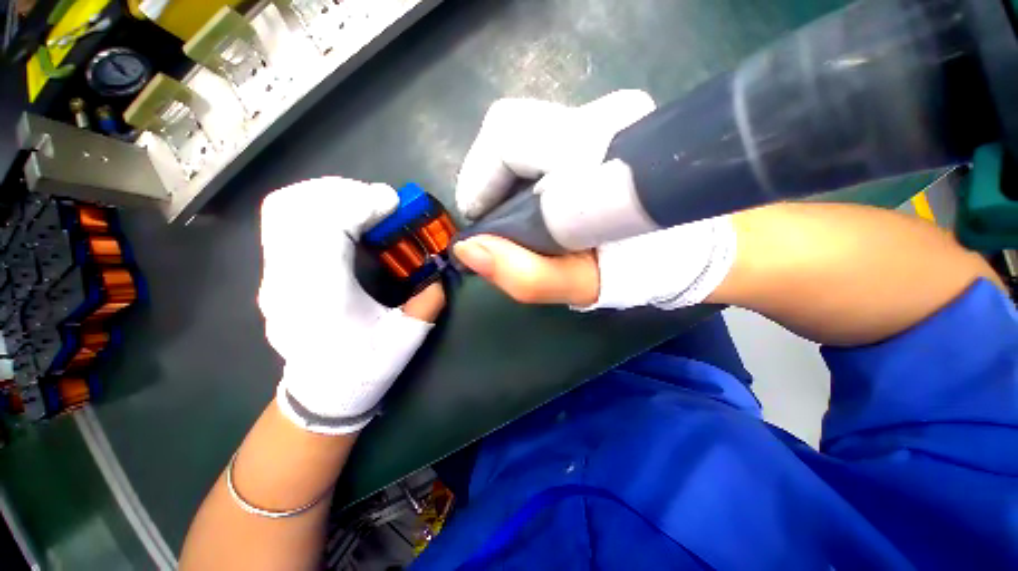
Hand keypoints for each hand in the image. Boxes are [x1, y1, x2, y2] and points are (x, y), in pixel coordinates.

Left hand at [259, 177, 444, 434]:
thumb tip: (439, 267)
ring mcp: (273, 274)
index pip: (324, 225)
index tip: (393, 205)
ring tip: (364, 205)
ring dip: (328, 195)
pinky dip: (316, 206)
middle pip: (296, 206)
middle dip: (343, 192)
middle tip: (381, 203)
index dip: (359, 203)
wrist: (322, 394)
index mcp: (320, 295)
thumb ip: (427, 299)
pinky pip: (286, 221)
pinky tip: (345, 219)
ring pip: (284, 208)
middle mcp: (286, 279)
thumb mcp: (407, 338)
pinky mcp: (275, 271)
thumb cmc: (364, 369)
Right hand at [454, 91, 736, 309]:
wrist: (690, 242)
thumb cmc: (641, 267)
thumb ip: (527, 275)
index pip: (508, 137)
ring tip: (515, 218)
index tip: (480, 224)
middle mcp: (599, 119)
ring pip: (523, 135)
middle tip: (495, 222)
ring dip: (505, 179)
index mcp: (592, 153)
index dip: (480, 181)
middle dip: (490, 180)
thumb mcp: (583, 284)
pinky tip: (533, 205)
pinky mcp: (600, 129)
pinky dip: (523, 174)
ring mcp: (601, 118)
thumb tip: (469, 250)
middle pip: (509, 129)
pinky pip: (540, 141)